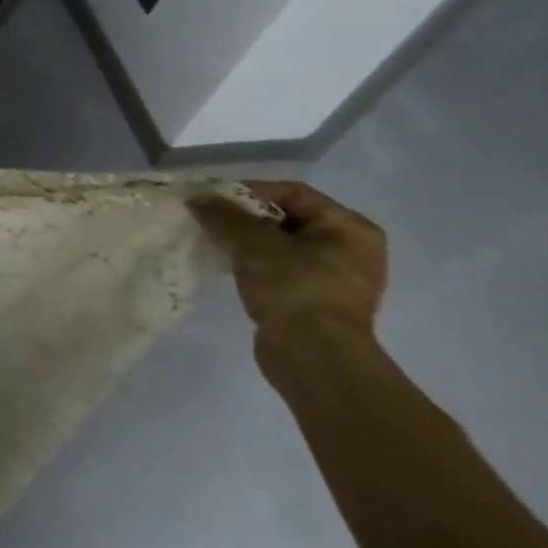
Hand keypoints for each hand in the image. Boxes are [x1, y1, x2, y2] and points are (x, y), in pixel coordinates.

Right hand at [187, 181, 386, 343]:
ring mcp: (335, 277)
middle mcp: (350, 248)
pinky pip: (279, 268)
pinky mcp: (315, 299)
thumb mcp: (253, 243)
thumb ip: (224, 215)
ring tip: (213, 241)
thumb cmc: (294, 288)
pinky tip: (228, 266)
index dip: (248, 191)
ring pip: (279, 244)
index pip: (292, 193)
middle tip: (208, 219)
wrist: (313, 357)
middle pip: (285, 217)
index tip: (211, 200)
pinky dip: (253, 262)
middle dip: (243, 217)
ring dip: (245, 240)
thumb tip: (197, 198)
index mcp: (349, 227)